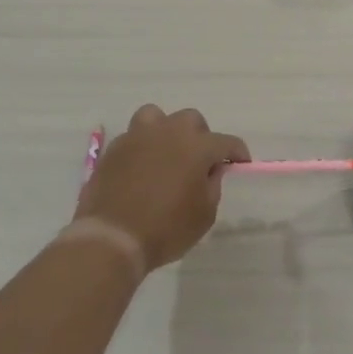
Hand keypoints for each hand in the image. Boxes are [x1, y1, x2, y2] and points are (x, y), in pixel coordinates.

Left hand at [74, 105, 249, 273]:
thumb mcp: (204, 215)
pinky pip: (133, 136)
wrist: (112, 237)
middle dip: (201, 136)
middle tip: (199, 160)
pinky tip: (141, 167)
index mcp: (196, 147)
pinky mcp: (113, 148)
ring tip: (166, 152)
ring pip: (156, 116)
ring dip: (166, 130)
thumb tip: (211, 170)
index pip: (226, 141)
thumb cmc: (166, 229)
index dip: (237, 152)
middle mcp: (168, 133)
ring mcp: (137, 137)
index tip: (240, 163)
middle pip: (191, 120)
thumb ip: (212, 186)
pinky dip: (142, 146)